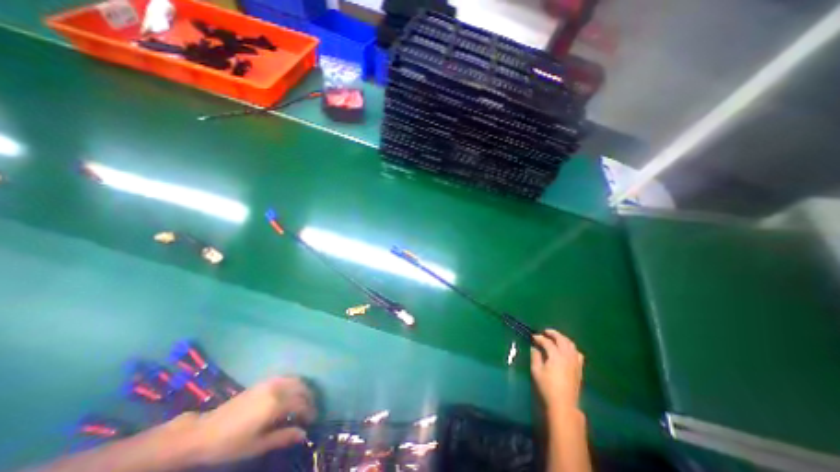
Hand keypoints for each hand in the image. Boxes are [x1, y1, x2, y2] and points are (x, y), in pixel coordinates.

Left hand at [172, 377, 316, 465]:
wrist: (203, 432)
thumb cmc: (230, 443)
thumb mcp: (256, 446)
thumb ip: (282, 438)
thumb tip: (303, 434)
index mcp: (276, 404)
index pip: (301, 404)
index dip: (310, 412)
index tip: (313, 421)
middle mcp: (277, 388)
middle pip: (302, 389)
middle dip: (309, 399)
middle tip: (310, 412)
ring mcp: (271, 382)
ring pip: (296, 380)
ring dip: (303, 389)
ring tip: (304, 402)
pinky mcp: (265, 381)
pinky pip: (287, 378)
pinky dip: (295, 383)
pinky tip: (292, 393)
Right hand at [530, 327, 584, 416]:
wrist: (563, 406)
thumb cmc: (547, 388)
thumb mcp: (536, 371)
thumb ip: (535, 357)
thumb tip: (535, 348)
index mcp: (556, 356)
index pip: (547, 342)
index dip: (539, 338)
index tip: (533, 337)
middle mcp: (567, 356)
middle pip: (562, 340)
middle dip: (553, 334)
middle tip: (545, 332)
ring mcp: (575, 363)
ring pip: (571, 345)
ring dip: (563, 339)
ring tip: (556, 338)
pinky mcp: (579, 369)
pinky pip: (577, 354)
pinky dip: (571, 348)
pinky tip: (566, 350)